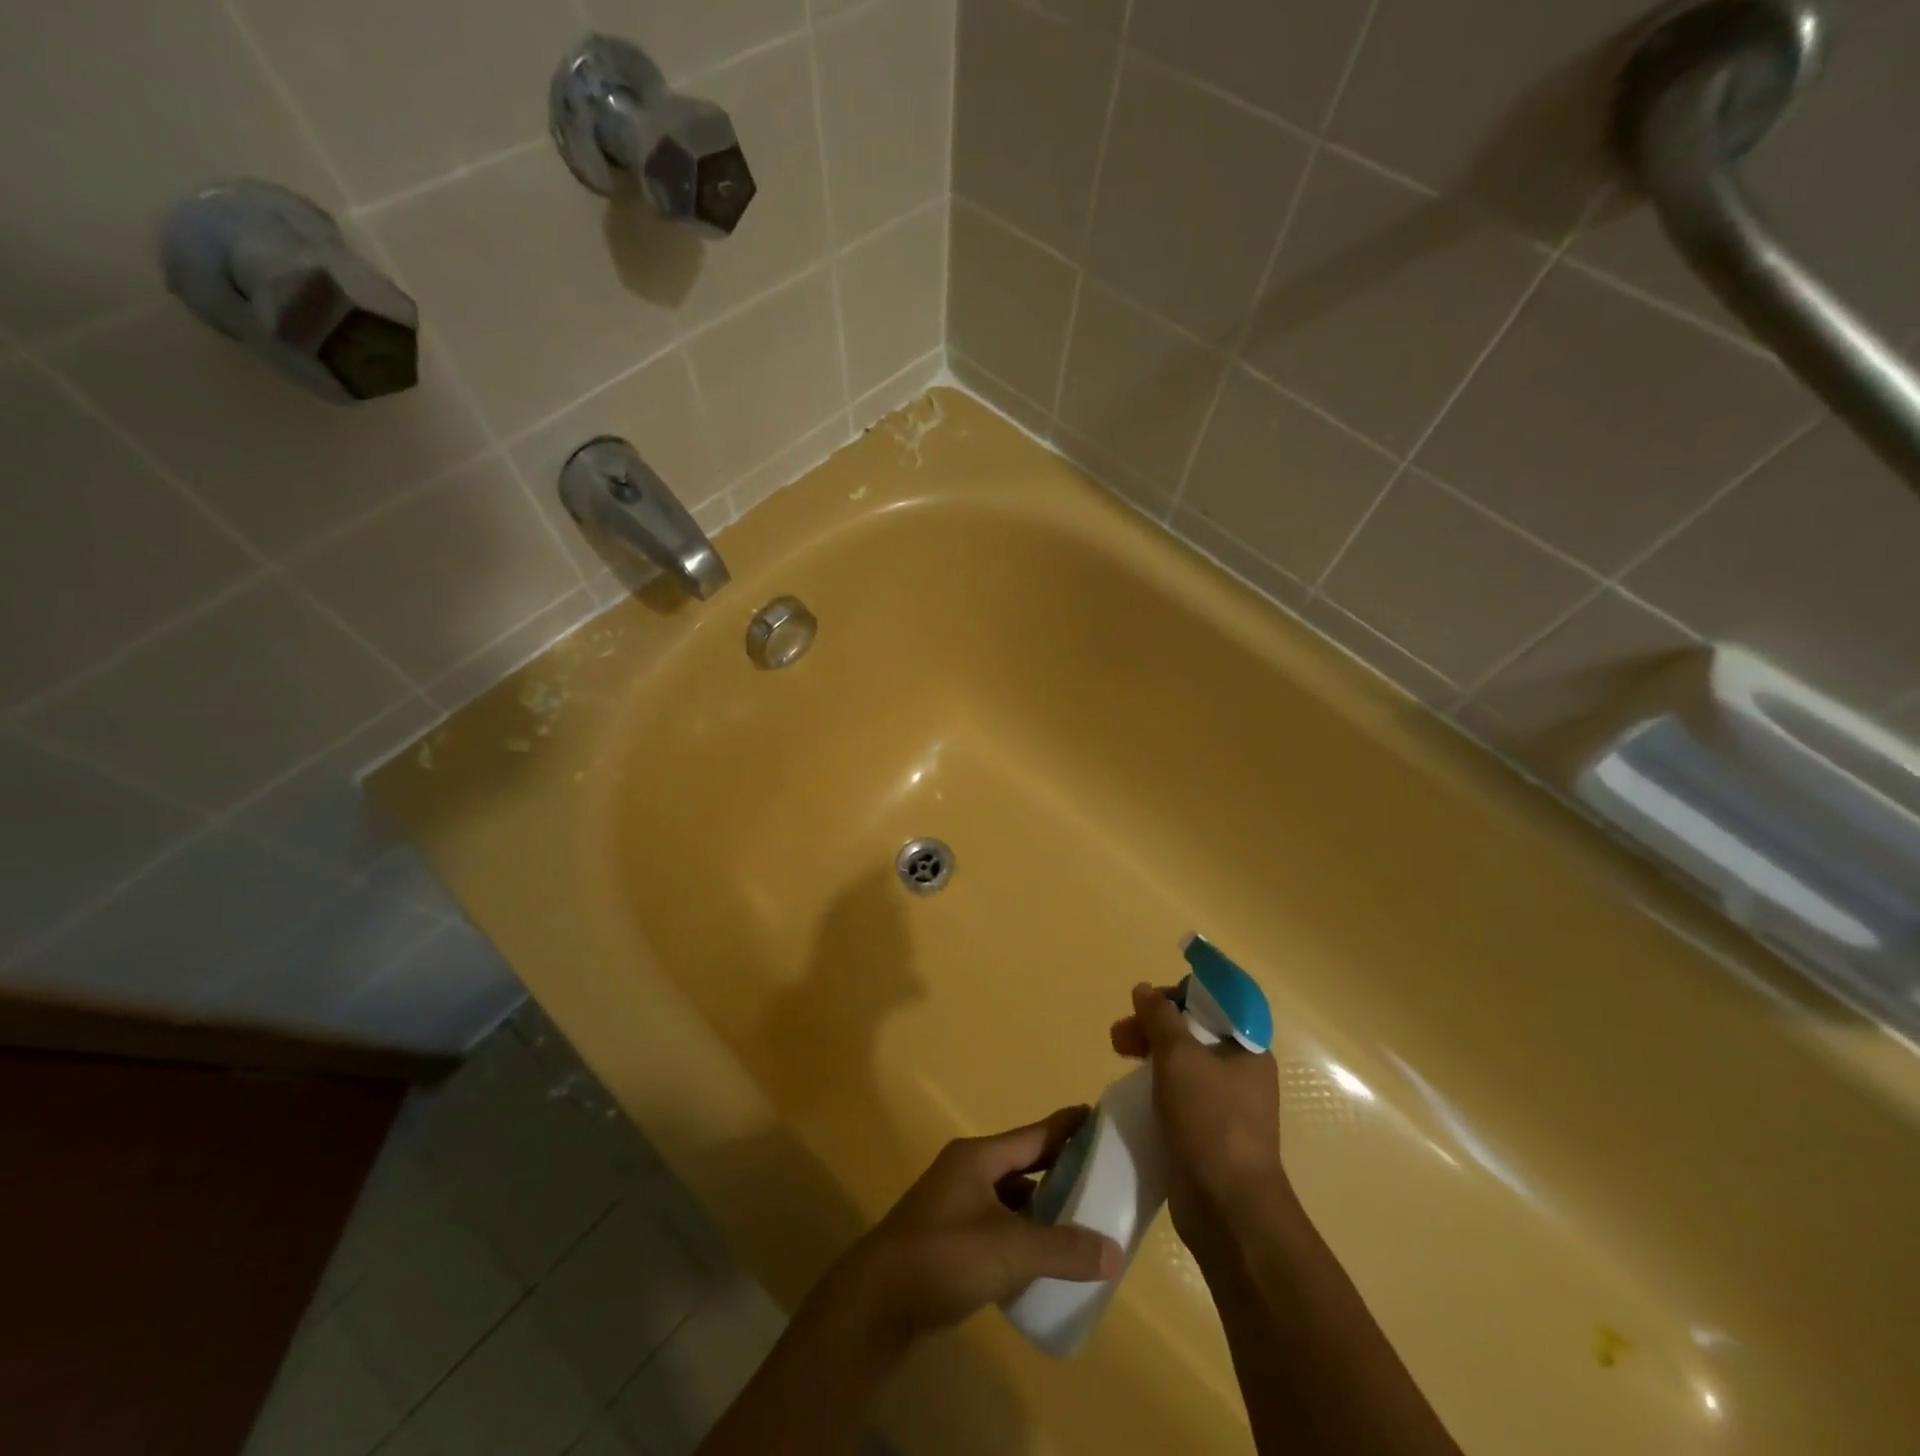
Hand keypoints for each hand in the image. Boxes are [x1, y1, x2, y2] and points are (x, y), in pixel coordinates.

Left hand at [820, 1108, 1124, 1349]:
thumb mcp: (1009, 1250)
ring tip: (1083, 1215)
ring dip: (1043, 1204)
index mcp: (978, 1158)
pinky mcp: (952, 1240)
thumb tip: (1114, 1252)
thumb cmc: (943, 1256)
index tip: (1098, 1116)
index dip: (1067, 1126)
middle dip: (1060, 1167)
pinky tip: (1046, 1255)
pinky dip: (1024, 1233)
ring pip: (1011, 1197)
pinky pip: (1000, 1226)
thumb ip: (1063, 1249)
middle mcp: (968, 1172)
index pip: (1033, 1135)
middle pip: (1023, 1163)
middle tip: (1103, 1172)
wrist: (876, 1302)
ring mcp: (957, 1206)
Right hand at [1110, 982, 1290, 1251]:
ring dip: (1148, 1055)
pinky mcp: (1206, 1135)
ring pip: (1181, 1065)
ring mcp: (1225, 1107)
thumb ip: (1160, 1018)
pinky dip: (1154, 1088)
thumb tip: (1144, 989)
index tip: (1145, 1003)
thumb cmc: (1210, 1120)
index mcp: (1247, 1050)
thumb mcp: (1180, 1057)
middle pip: (1192, 1034)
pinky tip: (1131, 1092)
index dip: (1177, 996)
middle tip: (1119, 1036)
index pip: (1213, 1004)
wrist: (1227, 1207)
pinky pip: (1177, 1097)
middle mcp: (1241, 1075)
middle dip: (1152, 1027)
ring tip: (1117, 1057)